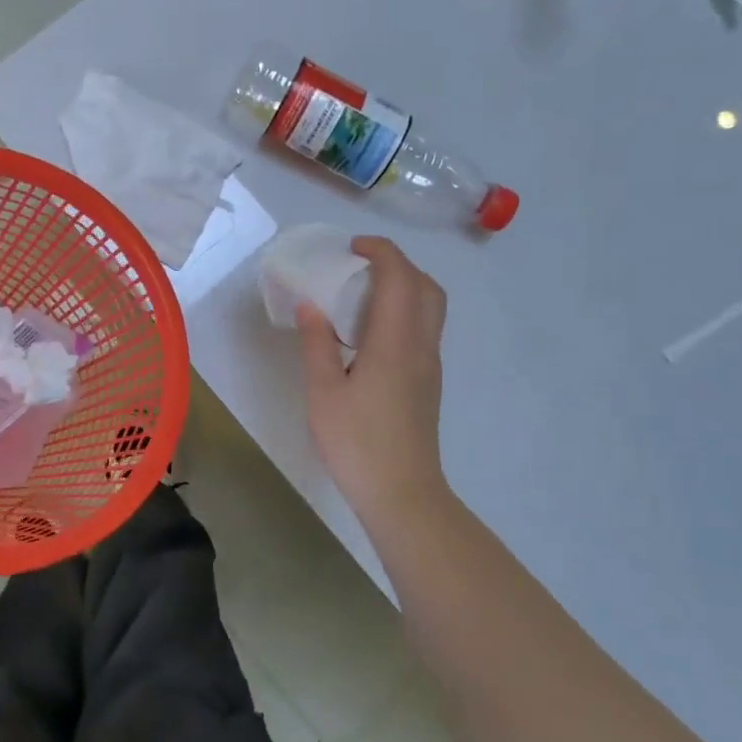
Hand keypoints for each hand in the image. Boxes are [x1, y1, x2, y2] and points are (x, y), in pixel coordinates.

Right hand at [296, 237, 451, 519]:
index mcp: (395, 341)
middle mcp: (421, 346)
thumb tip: (310, 304)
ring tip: (362, 295)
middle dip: (397, 264)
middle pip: (426, 286)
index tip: (351, 247)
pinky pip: (423, 330)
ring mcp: (429, 366)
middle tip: (360, 266)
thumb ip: (316, 343)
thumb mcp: (323, 391)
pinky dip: (404, 312)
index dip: (380, 251)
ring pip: (430, 308)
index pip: (400, 276)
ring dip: (404, 287)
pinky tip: (370, 334)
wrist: (402, 494)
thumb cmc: (357, 442)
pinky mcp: (428, 383)